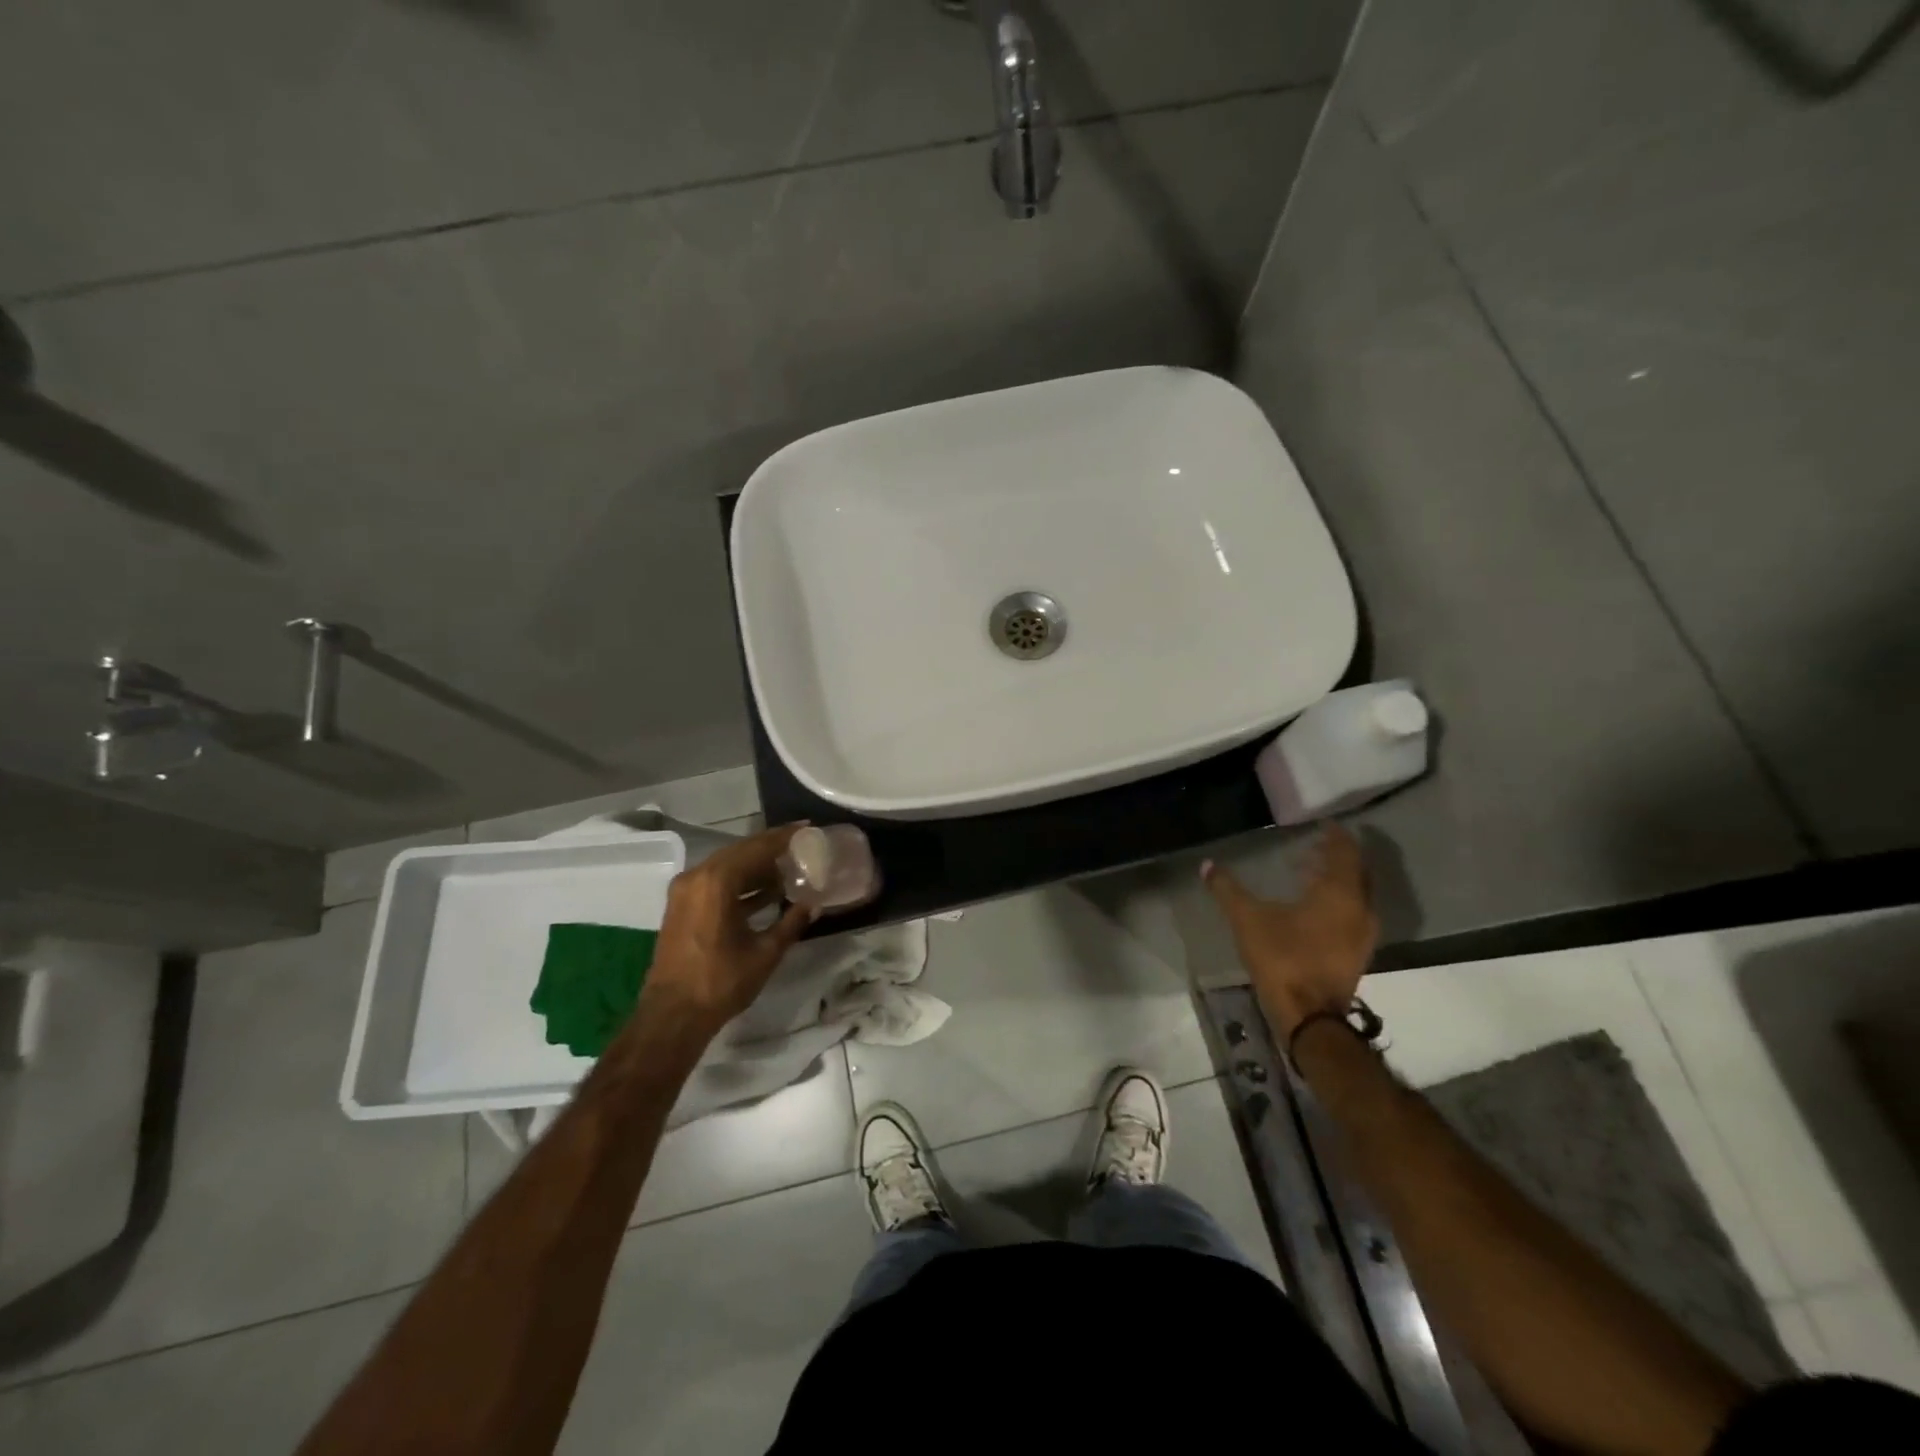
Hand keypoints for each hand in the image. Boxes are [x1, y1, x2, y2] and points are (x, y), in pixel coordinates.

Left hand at [645, 824, 812, 1032]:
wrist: (672, 1015)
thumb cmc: (721, 981)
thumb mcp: (765, 952)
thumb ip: (791, 922)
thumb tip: (813, 904)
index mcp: (716, 881)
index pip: (757, 847)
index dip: (784, 837)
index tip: (807, 828)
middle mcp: (697, 877)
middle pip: (741, 852)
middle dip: (771, 848)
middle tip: (801, 845)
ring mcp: (685, 891)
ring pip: (728, 866)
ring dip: (756, 867)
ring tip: (789, 869)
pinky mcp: (682, 907)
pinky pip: (716, 882)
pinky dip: (740, 882)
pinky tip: (766, 892)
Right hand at [1202, 823, 1377, 1038]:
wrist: (1309, 1016)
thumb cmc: (1283, 958)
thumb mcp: (1248, 919)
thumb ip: (1228, 890)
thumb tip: (1207, 865)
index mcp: (1340, 893)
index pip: (1346, 852)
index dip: (1335, 836)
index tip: (1323, 824)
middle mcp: (1360, 909)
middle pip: (1356, 872)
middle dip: (1336, 856)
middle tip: (1312, 846)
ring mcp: (1364, 935)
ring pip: (1356, 895)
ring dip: (1337, 880)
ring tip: (1308, 874)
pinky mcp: (1357, 954)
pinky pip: (1353, 914)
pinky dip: (1337, 902)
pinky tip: (1312, 908)